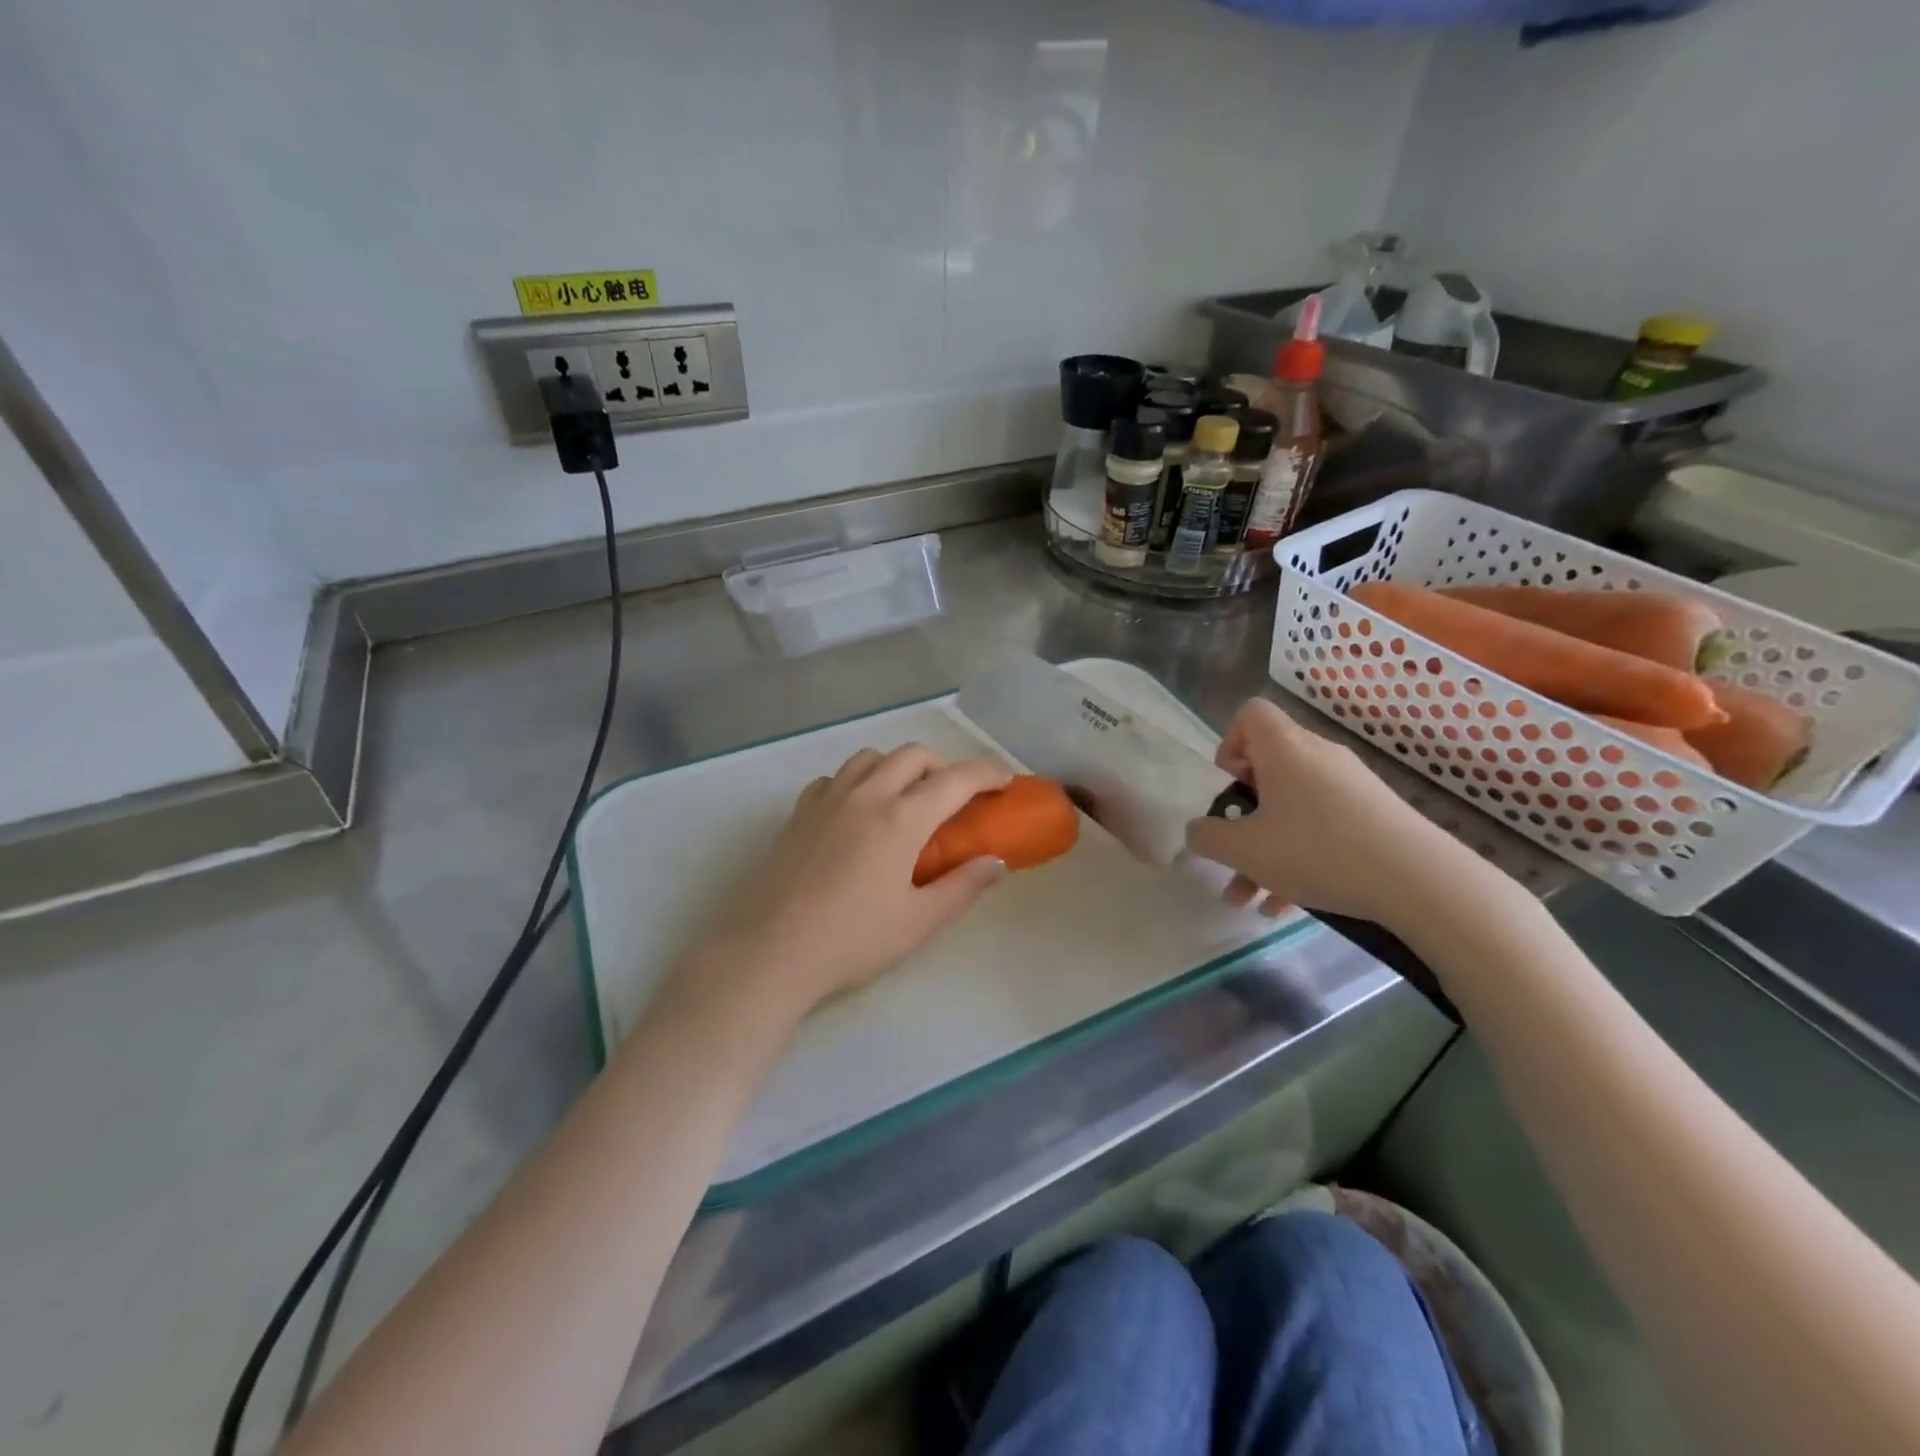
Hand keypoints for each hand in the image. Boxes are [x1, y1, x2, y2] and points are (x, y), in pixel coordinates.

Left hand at [678, 745, 1011, 1023]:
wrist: (769, 952)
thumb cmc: (852, 941)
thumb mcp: (919, 922)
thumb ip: (963, 886)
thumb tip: (996, 861)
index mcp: (901, 819)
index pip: (955, 780)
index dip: (986, 774)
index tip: (1004, 781)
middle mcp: (865, 795)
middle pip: (913, 755)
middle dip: (944, 766)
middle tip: (956, 797)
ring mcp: (827, 800)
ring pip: (871, 757)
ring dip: (898, 766)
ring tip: (906, 798)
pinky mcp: (798, 813)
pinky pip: (835, 778)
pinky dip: (857, 780)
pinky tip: (857, 811)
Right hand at [1184, 698, 1492, 929]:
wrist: (1421, 881)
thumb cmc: (1318, 851)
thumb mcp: (1244, 850)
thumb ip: (1207, 837)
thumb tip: (1199, 830)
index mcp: (1284, 749)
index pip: (1249, 714)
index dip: (1229, 744)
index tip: (1230, 787)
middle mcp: (1318, 756)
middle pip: (1268, 769)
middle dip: (1243, 815)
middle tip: (1235, 848)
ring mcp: (1352, 785)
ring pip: (1293, 808)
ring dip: (1266, 849)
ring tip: (1250, 899)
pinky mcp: (1376, 815)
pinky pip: (1324, 826)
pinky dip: (1301, 857)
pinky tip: (1288, 906)